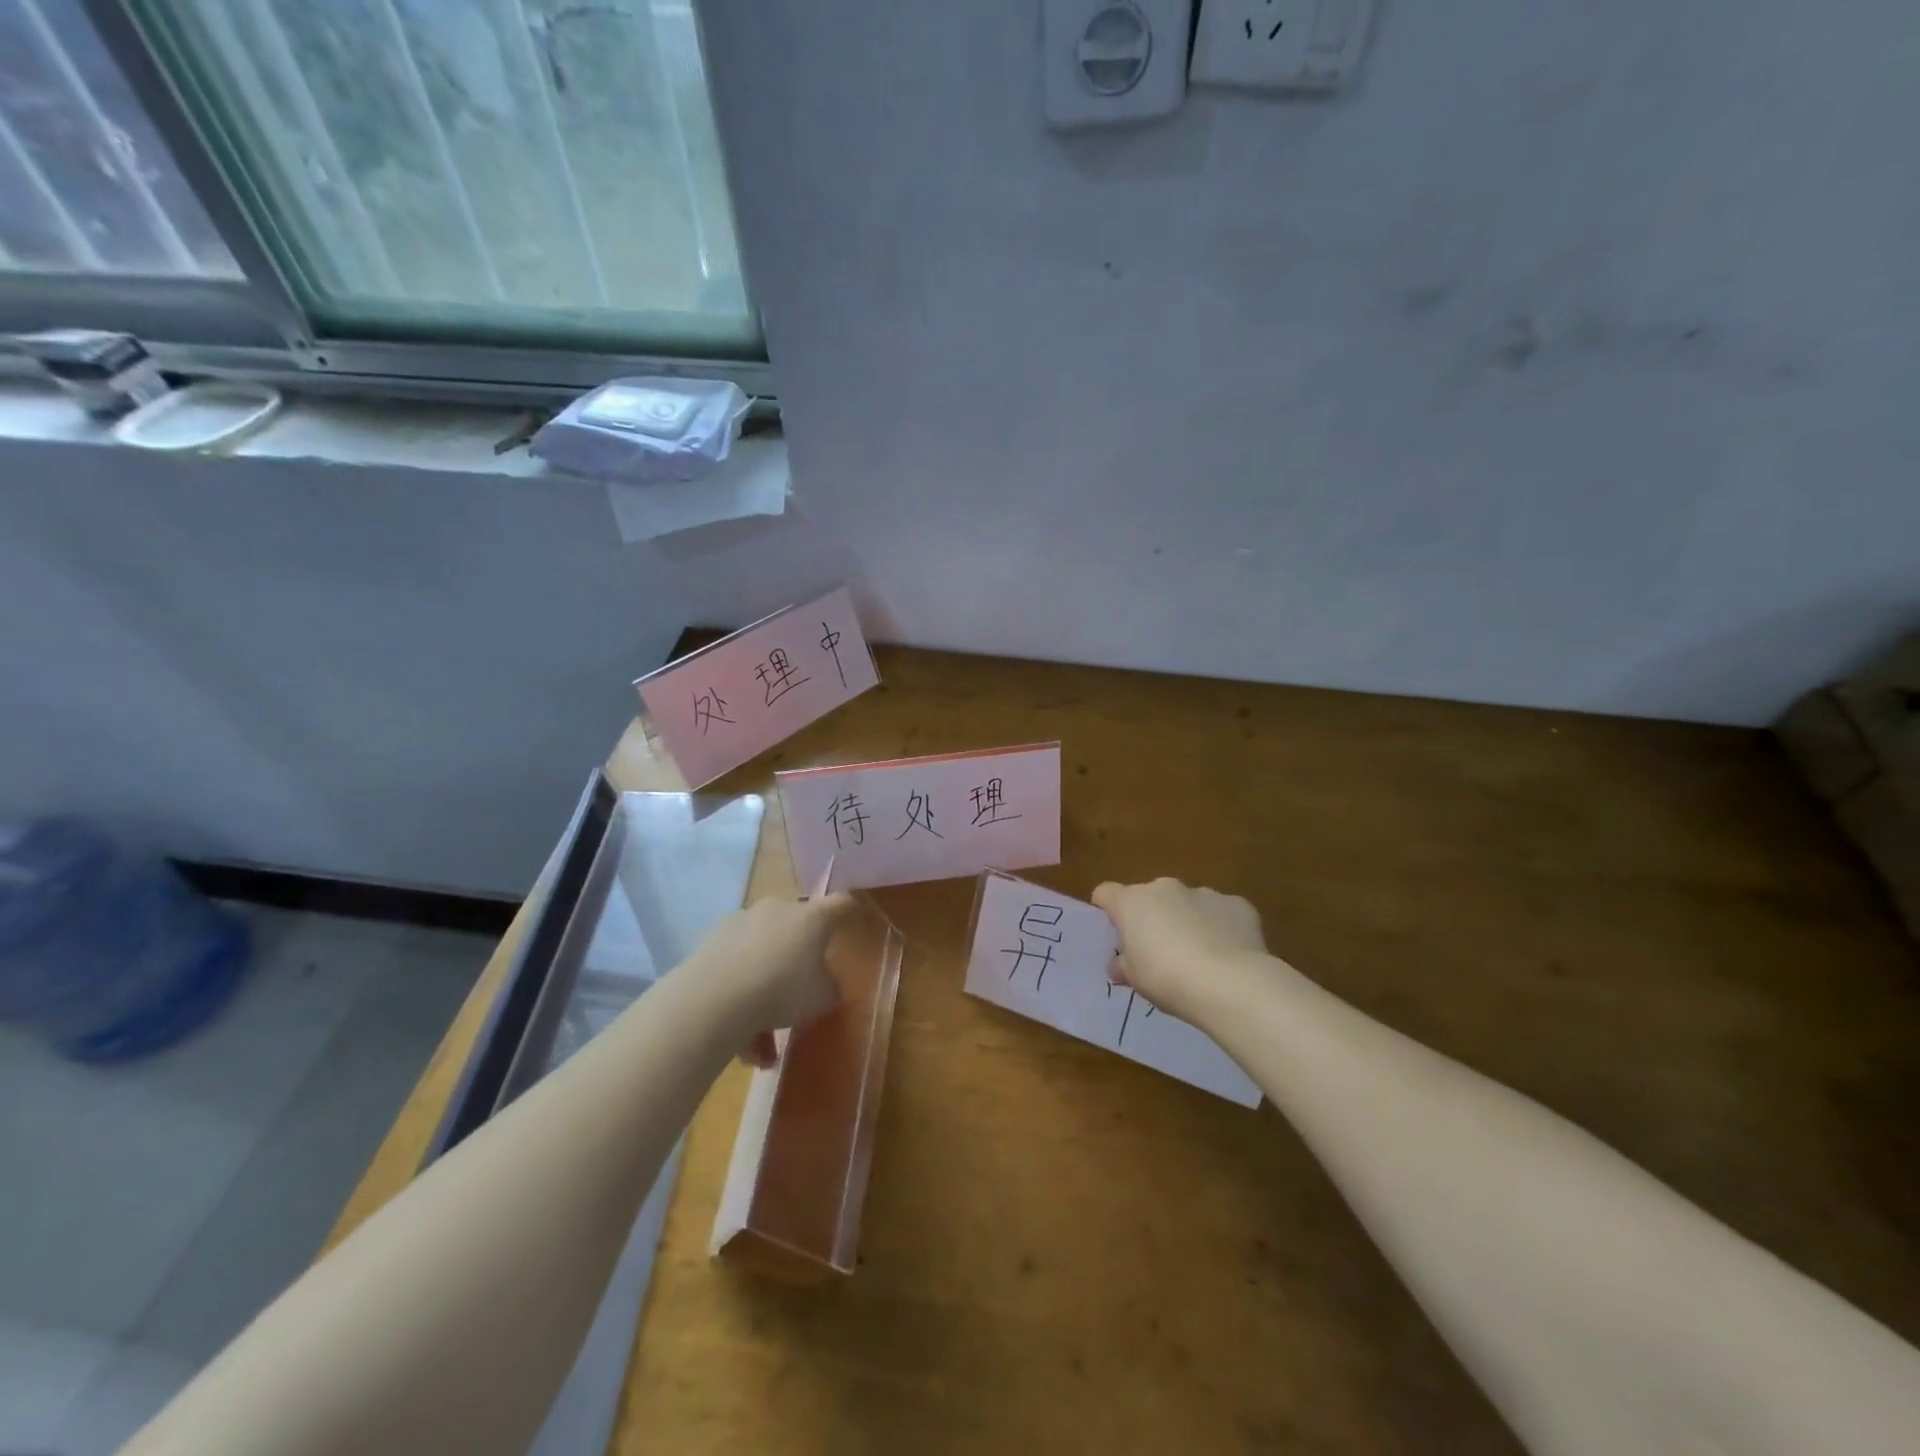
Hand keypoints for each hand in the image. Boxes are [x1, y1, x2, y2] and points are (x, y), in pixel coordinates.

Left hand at [689, 894, 856, 1067]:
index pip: (840, 904)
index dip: (851, 911)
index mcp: (812, 917)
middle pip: (796, 930)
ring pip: (762, 956)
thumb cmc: (782, 989)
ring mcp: (742, 922)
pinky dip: (741, 998)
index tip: (856, 918)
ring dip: (765, 994)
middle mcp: (778, 910)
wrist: (714, 997)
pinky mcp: (712, 941)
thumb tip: (826, 985)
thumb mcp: (821, 998)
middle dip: (798, 962)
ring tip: (763, 1048)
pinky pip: (737, 968)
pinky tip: (740, 1042)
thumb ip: (829, 988)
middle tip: (799, 997)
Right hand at [1091, 878, 1267, 1022]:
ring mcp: (1203, 893)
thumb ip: (1124, 965)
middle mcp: (1165, 888)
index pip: (1106, 893)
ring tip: (1199, 957)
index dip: (1108, 910)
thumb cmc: (1167, 978)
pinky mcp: (1237, 904)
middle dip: (1152, 917)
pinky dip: (1221, 928)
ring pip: (1187, 903)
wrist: (1229, 984)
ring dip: (1187, 920)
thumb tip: (1119, 964)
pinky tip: (1229, 956)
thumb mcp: (1135, 979)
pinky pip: (1222, 913)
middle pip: (1149, 896)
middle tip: (1158, 951)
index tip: (1115, 934)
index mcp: (1132, 902)